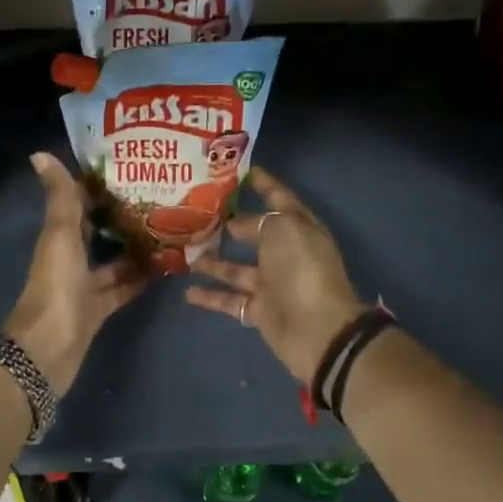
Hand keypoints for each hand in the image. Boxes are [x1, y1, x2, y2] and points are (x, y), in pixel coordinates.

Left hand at [4, 153, 146, 396]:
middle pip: (99, 231)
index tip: (132, 166)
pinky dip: (140, 278)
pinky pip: (123, 288)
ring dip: (137, 247)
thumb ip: (60, 198)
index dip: (100, 185)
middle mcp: (71, 257)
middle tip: (163, 196)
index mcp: (60, 236)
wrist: (48, 349)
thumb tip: (39, 154)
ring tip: (172, 228)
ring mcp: (85, 285)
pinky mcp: (99, 309)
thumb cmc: (56, 286)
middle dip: (124, 215)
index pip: (80, 203)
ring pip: (114, 260)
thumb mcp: (60, 236)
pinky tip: (166, 267)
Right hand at [185, 167, 364, 383]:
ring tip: (184, 250)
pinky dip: (210, 296)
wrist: (318, 330)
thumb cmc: (303, 270)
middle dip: (231, 222)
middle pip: (255, 233)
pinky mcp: (260, 310)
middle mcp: (285, 253)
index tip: (241, 171)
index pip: (280, 199)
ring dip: (212, 260)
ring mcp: (272, 284)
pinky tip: (187, 291)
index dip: (263, 184)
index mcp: (299, 228)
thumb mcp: (283, 230)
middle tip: (197, 211)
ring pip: (237, 268)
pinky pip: (230, 300)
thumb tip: (236, 224)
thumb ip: (258, 221)